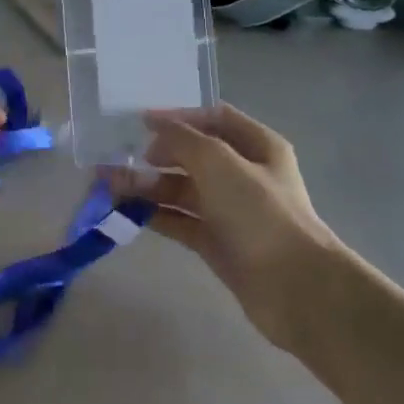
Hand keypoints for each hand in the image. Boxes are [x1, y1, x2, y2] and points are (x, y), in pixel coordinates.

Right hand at [108, 106, 349, 350]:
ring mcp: (229, 210)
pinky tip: (125, 212)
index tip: (140, 122)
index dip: (178, 117)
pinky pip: (178, 220)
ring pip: (181, 190)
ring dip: (146, 186)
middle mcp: (243, 174)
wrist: (293, 286)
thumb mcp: (220, 163)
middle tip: (116, 159)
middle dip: (154, 155)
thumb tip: (155, 126)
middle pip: (192, 155)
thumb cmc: (260, 213)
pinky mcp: (216, 241)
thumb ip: (183, 139)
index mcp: (257, 146)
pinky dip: (153, 215)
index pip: (213, 118)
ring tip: (109, 187)